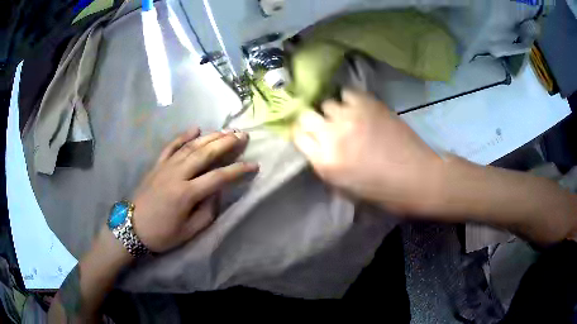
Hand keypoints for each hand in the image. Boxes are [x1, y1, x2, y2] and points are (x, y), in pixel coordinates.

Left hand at [131, 128, 257, 252]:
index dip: (238, 170)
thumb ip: (207, 212)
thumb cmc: (162, 234)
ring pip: (191, 146)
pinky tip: (195, 129)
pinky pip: (171, 146)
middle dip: (226, 143)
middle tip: (243, 135)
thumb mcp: (189, 231)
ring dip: (210, 136)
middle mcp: (177, 174)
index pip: (219, 177)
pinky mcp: (157, 165)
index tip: (254, 165)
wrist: (132, 228)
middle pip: (206, 153)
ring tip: (226, 130)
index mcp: (186, 193)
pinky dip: (183, 136)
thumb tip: (216, 192)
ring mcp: (165, 167)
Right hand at [292, 89, 442, 214]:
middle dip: (311, 120)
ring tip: (345, 117)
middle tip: (323, 125)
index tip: (309, 135)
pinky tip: (357, 108)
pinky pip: (347, 93)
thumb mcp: (346, 189)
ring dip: (333, 111)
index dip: (302, 135)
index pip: (298, 136)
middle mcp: (332, 135)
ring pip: (327, 103)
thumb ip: (326, 166)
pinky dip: (349, 100)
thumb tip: (318, 148)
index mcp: (325, 162)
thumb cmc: (384, 191)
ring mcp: (351, 116)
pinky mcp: (369, 104)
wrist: (418, 176)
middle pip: (306, 116)